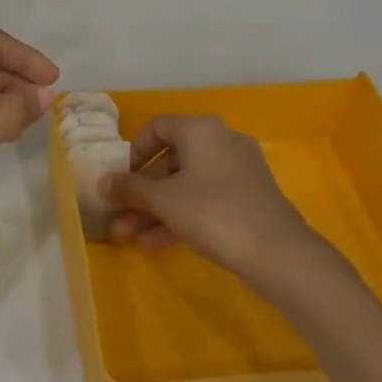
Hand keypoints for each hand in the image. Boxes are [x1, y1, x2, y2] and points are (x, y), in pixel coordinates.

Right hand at [102, 114, 343, 296]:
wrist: (279, 254)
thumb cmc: (213, 212)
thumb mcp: (163, 200)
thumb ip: (130, 188)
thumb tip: (102, 182)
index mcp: (201, 130)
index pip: (157, 127)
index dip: (133, 151)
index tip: (121, 178)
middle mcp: (221, 142)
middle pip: (170, 160)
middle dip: (141, 191)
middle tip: (119, 214)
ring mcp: (238, 172)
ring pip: (186, 185)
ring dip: (156, 209)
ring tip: (130, 236)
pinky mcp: (248, 199)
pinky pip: (205, 199)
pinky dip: (180, 216)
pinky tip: (156, 243)